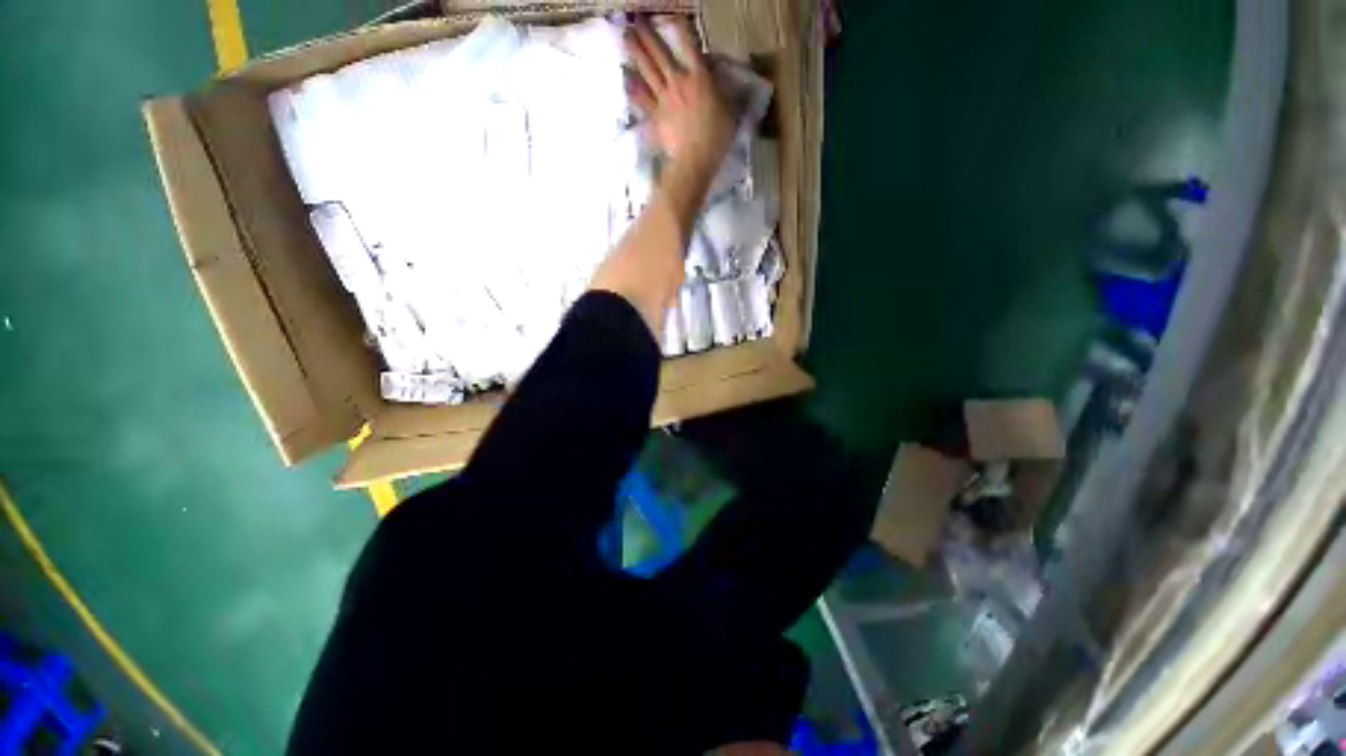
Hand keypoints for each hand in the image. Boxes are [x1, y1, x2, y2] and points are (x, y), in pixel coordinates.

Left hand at [624, 17, 733, 177]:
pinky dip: (633, 88)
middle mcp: (678, 82)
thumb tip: (723, 77)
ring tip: (625, 36)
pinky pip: (642, 99)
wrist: (694, 160)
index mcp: (699, 77)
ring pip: (647, 71)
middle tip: (635, 18)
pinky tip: (625, 78)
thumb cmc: (717, 136)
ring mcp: (664, 99)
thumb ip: (725, 89)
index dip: (682, 27)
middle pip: (660, 53)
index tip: (675, 15)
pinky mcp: (655, 116)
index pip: (690, 45)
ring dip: (636, 51)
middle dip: (647, 34)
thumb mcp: (731, 109)